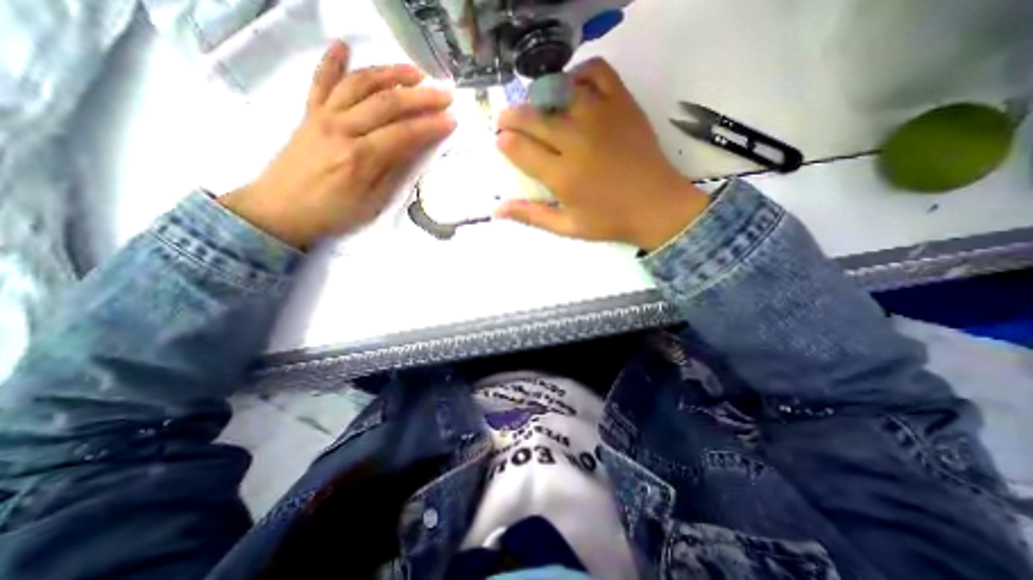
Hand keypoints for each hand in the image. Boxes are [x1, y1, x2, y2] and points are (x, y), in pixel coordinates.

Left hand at [221, 38, 455, 247]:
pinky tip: (343, 46)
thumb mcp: (372, 203)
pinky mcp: (309, 113)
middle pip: (387, 103)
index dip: (431, 126)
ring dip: (390, 73)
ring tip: (415, 71)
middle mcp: (342, 129)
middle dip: (421, 97)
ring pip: (360, 85)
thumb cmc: (333, 213)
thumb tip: (414, 150)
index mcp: (361, 157)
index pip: (404, 133)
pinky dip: (331, 61)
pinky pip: (320, 81)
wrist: (281, 210)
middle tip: (445, 93)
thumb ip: (393, 173)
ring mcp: (323, 116)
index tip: (452, 120)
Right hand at [493, 58, 705, 250]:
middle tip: (508, 124)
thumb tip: (496, 210)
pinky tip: (572, 90)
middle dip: (511, 118)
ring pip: (558, 92)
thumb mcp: (567, 227)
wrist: (657, 207)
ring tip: (538, 111)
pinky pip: (596, 72)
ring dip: (540, 99)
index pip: (519, 148)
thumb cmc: (609, 221)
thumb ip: (531, 216)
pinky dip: (579, 74)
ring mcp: (601, 118)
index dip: (504, 142)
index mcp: (562, 175)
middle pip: (531, 117)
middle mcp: (576, 141)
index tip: (502, 143)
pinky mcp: (622, 104)